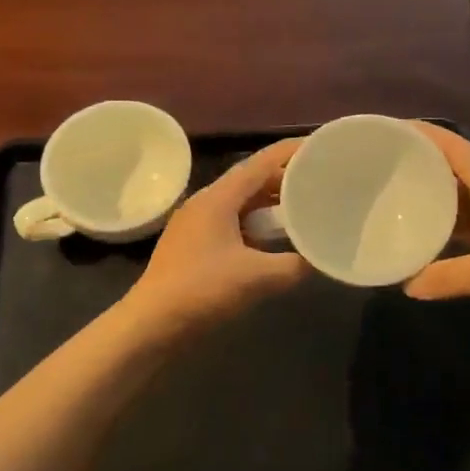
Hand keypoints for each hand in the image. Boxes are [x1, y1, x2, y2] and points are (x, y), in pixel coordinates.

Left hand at [124, 139, 307, 330]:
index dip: (291, 152)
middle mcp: (205, 203)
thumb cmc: (202, 290)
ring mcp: (196, 224)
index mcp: (218, 198)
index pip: (261, 162)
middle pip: (251, 181)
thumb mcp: (256, 278)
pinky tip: (272, 242)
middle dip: (284, 180)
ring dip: (269, 205)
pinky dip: (254, 226)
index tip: (319, 147)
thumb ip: (293, 266)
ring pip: (240, 204)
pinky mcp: (192, 245)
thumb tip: (317, 259)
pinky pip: (231, 223)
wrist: (150, 323)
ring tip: (301, 210)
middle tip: (318, 183)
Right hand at [404, 123, 469, 335]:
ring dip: (436, 198)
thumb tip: (407, 285)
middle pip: (458, 172)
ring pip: (465, 203)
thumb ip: (452, 276)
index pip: (459, 151)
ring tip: (399, 200)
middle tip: (385, 166)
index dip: (428, 135)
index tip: (393, 128)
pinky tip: (431, 244)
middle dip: (424, 164)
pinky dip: (451, 232)